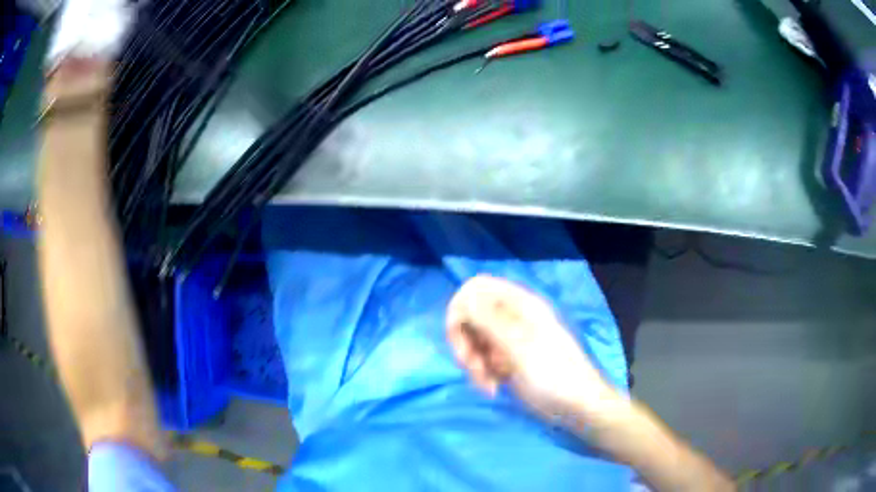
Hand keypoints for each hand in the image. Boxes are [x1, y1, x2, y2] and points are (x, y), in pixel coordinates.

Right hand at [446, 275, 619, 422]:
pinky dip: (482, 373)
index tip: (459, 337)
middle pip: (470, 315)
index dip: (460, 308)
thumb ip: (490, 321)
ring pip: (473, 340)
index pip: (477, 288)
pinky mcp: (508, 360)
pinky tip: (494, 387)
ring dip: (473, 363)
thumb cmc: (554, 376)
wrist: (577, 407)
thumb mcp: (521, 348)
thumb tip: (462, 299)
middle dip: (465, 342)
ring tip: (487, 384)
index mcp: (520, 304)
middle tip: (471, 367)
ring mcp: (510, 339)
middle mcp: (513, 316)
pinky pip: (482, 358)